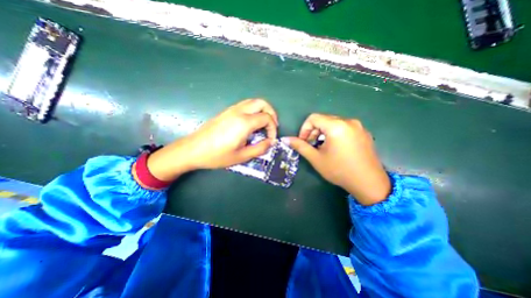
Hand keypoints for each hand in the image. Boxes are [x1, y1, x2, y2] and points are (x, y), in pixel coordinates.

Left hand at [145, 99, 277, 180]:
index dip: (273, 129)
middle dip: (271, 113)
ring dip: (262, 110)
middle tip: (272, 126)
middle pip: (262, 103)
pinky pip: (245, 105)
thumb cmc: (217, 155)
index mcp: (244, 123)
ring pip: (253, 102)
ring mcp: (231, 109)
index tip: (271, 140)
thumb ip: (259, 149)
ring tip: (264, 124)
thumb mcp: (241, 156)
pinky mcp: (226, 111)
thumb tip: (270, 143)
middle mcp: (239, 112)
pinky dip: (254, 110)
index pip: (267, 118)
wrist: (193, 149)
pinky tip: (252, 123)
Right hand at [282, 113, 388, 203]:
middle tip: (311, 145)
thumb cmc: (339, 170)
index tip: (303, 141)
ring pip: (334, 123)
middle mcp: (349, 121)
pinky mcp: (364, 132)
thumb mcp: (316, 158)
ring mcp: (358, 126)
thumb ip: (300, 146)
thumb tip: (285, 139)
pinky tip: (335, 148)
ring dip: (323, 133)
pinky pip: (344, 127)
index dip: (304, 129)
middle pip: (324, 119)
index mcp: (336, 126)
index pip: (313, 118)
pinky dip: (334, 134)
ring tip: (322, 147)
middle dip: (314, 131)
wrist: (369, 183)